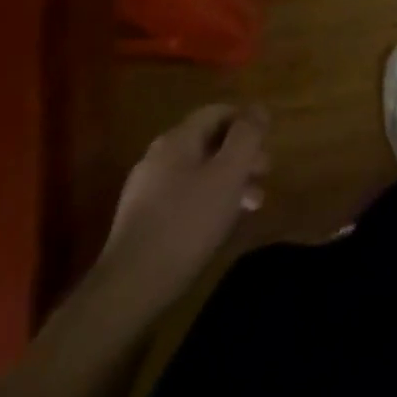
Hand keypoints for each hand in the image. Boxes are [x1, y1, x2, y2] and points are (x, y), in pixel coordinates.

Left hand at [98, 104, 269, 309]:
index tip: (267, 144)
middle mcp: (159, 155)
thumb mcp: (228, 175)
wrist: (128, 289)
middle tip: (264, 176)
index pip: (218, 112)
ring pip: (198, 171)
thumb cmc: (186, 224)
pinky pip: (183, 196)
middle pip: (209, 141)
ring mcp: (146, 188)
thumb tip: (258, 108)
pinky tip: (218, 224)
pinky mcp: (142, 220)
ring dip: (228, 181)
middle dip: (241, 155)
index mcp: (178, 138)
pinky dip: (207, 200)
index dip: (246, 123)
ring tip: (250, 206)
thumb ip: (246, 136)